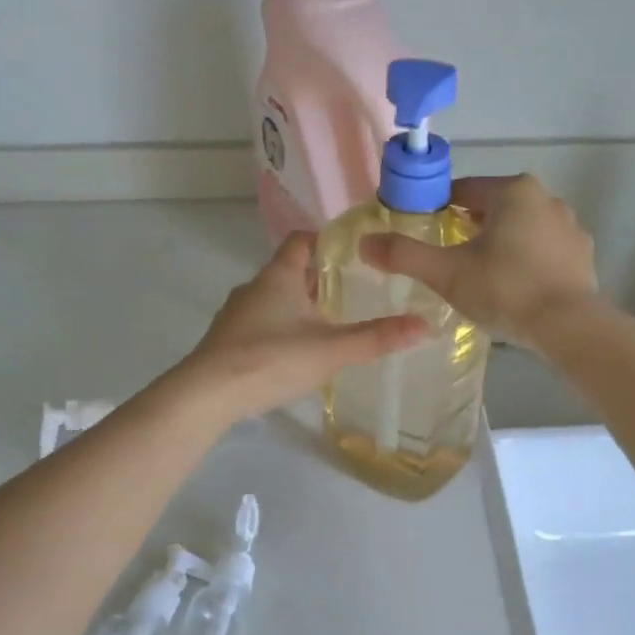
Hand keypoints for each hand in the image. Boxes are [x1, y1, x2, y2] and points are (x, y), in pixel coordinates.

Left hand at [181, 232, 427, 422]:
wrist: (207, 395)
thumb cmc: (272, 360)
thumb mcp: (332, 350)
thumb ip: (377, 338)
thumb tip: (426, 326)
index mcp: (279, 276)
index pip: (301, 239)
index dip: (326, 240)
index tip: (353, 254)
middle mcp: (254, 287)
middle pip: (290, 270)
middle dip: (320, 279)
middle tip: (353, 293)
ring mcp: (236, 314)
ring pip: (274, 299)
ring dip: (299, 307)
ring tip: (329, 325)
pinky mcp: (227, 340)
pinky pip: (260, 323)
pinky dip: (281, 328)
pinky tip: (295, 353)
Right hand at [359, 175, 598, 349]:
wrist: (568, 325)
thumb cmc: (505, 289)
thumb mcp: (447, 273)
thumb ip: (405, 255)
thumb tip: (364, 242)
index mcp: (513, 191)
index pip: (463, 191)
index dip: (438, 210)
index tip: (425, 234)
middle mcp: (546, 198)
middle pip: (493, 208)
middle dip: (470, 229)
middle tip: (450, 261)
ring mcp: (570, 227)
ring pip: (521, 230)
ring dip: (500, 245)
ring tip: (482, 278)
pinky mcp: (582, 255)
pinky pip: (543, 251)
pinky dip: (526, 262)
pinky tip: (515, 289)